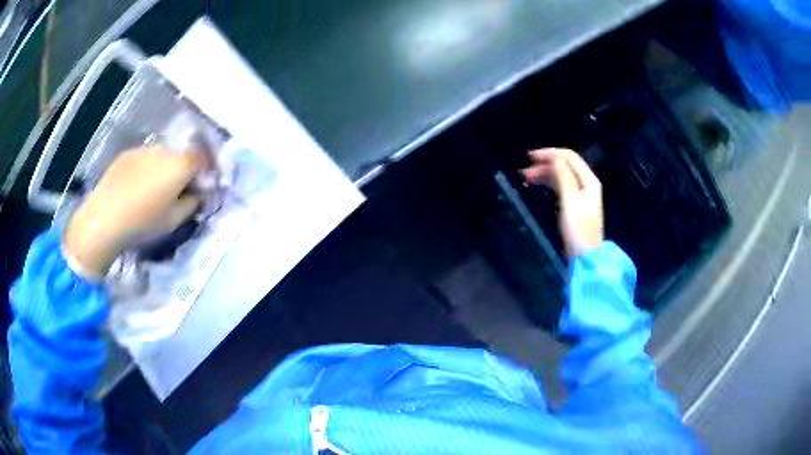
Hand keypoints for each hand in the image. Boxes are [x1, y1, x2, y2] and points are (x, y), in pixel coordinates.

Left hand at [63, 146, 207, 277]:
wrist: (105, 218)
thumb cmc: (143, 222)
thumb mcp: (174, 221)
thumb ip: (191, 204)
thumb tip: (196, 195)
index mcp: (180, 165)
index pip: (201, 159)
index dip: (203, 172)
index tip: (199, 188)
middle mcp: (165, 150)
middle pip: (180, 156)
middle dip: (182, 171)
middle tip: (175, 192)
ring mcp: (144, 149)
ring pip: (161, 156)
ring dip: (162, 169)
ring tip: (151, 191)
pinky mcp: (127, 154)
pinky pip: (143, 158)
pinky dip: (145, 169)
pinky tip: (134, 188)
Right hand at [521, 148, 603, 258]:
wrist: (585, 257)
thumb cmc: (578, 230)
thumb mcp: (571, 202)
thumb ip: (563, 177)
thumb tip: (553, 158)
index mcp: (588, 180)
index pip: (569, 157)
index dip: (550, 154)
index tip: (530, 157)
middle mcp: (586, 183)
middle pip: (564, 165)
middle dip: (544, 164)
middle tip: (524, 171)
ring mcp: (580, 194)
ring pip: (560, 176)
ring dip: (543, 174)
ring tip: (525, 178)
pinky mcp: (574, 205)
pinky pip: (559, 187)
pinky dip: (547, 184)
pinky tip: (536, 186)